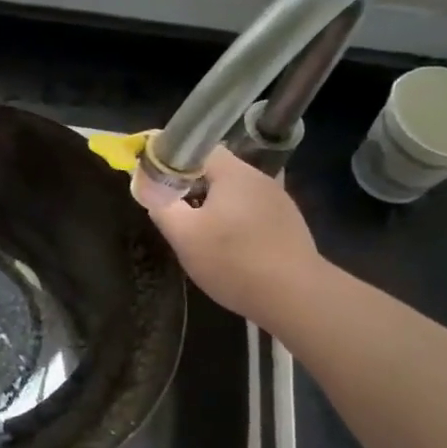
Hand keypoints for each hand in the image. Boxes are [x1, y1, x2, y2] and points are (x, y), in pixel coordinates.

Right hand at [136, 146, 320, 322]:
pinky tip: (232, 247)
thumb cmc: (234, 261)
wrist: (296, 297)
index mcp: (234, 172)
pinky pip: (253, 211)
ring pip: (236, 193)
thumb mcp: (184, 236)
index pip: (198, 150)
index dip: (173, 162)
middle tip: (176, 212)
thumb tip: (150, 188)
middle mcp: (260, 178)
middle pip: (218, 171)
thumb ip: (162, 206)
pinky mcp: (290, 223)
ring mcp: (279, 200)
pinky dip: (237, 221)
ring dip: (216, 206)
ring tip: (201, 233)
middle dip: (193, 187)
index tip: (159, 185)